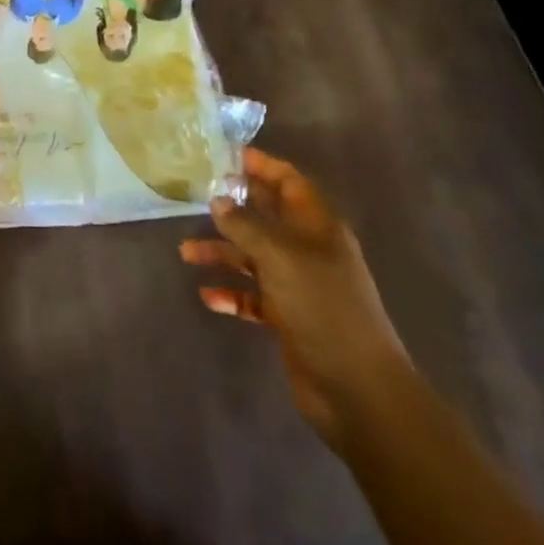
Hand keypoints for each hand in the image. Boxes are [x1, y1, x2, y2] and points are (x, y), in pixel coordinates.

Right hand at [180, 148, 407, 443]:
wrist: (358, 389)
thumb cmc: (322, 308)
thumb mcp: (279, 257)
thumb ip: (245, 225)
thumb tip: (218, 200)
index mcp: (317, 226)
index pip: (288, 182)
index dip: (260, 166)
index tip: (224, 155)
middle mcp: (309, 250)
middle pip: (267, 216)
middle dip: (233, 207)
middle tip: (194, 196)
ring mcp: (300, 285)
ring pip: (254, 256)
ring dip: (222, 252)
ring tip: (185, 253)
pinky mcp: (290, 318)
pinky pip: (253, 296)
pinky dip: (232, 293)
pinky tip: (208, 296)